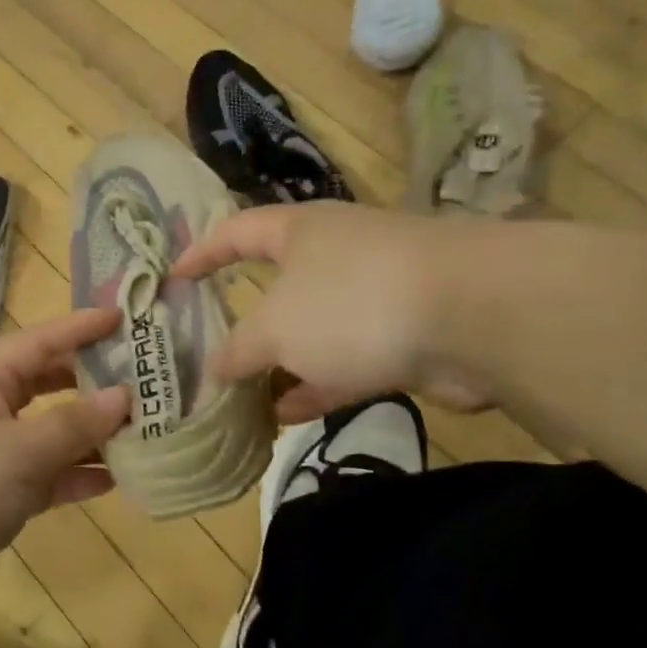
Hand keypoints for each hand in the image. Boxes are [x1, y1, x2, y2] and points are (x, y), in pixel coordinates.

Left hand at [0, 308, 131, 605]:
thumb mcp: (20, 451)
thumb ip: (75, 423)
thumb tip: (125, 396)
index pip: (41, 341)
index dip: (82, 328)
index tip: (126, 318)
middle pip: (51, 383)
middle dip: (95, 381)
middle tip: (146, 376)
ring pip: (54, 430)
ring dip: (93, 432)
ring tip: (144, 429)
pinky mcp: (2, 490)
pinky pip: (49, 472)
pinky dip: (78, 473)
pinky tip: (117, 478)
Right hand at [173, 202, 492, 422]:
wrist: (475, 317)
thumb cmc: (352, 302)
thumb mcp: (275, 328)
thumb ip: (237, 351)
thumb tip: (212, 372)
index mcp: (299, 231)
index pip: (235, 231)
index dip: (200, 253)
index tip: (171, 279)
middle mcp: (334, 256)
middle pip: (275, 287)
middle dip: (242, 324)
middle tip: (206, 354)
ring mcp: (372, 296)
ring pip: (311, 332)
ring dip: (278, 366)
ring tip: (239, 399)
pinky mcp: (403, 337)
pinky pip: (345, 362)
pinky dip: (314, 386)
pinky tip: (283, 416)